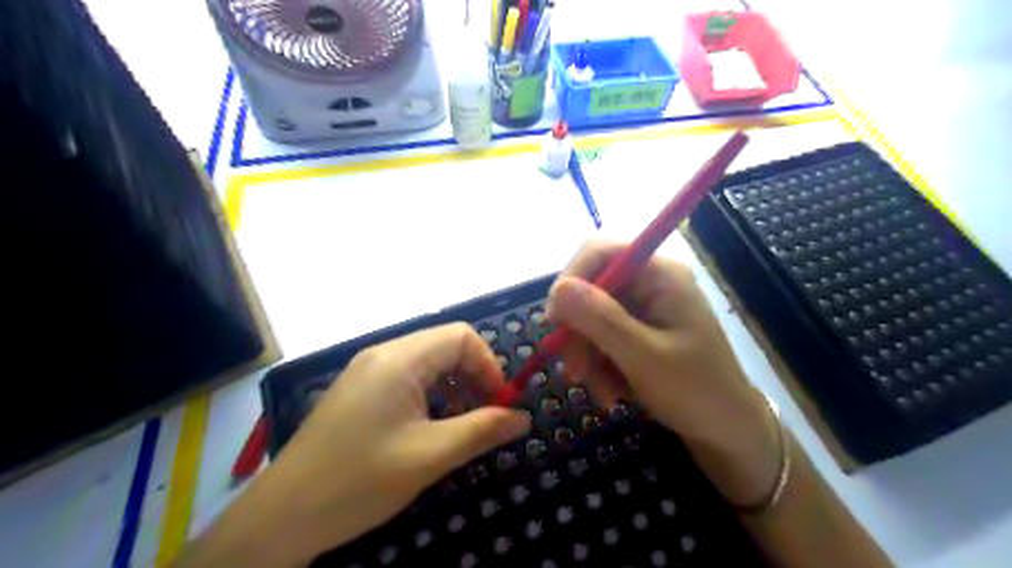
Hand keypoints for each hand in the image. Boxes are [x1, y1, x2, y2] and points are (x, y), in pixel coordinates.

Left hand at [222, 325, 529, 564]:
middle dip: (474, 375)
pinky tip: (432, 425)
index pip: (461, 336)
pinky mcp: (359, 390)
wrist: (281, 517)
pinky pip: (407, 378)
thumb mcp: (429, 456)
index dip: (489, 364)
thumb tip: (523, 417)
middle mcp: (382, 355)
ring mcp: (367, 371)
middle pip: (444, 346)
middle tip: (488, 414)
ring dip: (454, 385)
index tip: (501, 402)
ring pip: (427, 362)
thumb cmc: (359, 481)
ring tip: (464, 421)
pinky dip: (431, 394)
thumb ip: (482, 431)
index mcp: (399, 360)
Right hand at [549, 239, 776, 505]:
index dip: (570, 279)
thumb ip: (600, 319)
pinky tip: (612, 393)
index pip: (599, 252)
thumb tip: (557, 290)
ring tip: (603, 393)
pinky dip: (599, 366)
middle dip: (578, 332)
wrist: (728, 432)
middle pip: (590, 288)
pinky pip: (600, 339)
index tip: (554, 321)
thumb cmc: (696, 391)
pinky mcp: (637, 332)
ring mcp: (643, 308)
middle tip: (575, 372)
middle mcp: (649, 283)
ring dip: (587, 357)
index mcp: (659, 274)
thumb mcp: (643, 357)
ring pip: (590, 319)